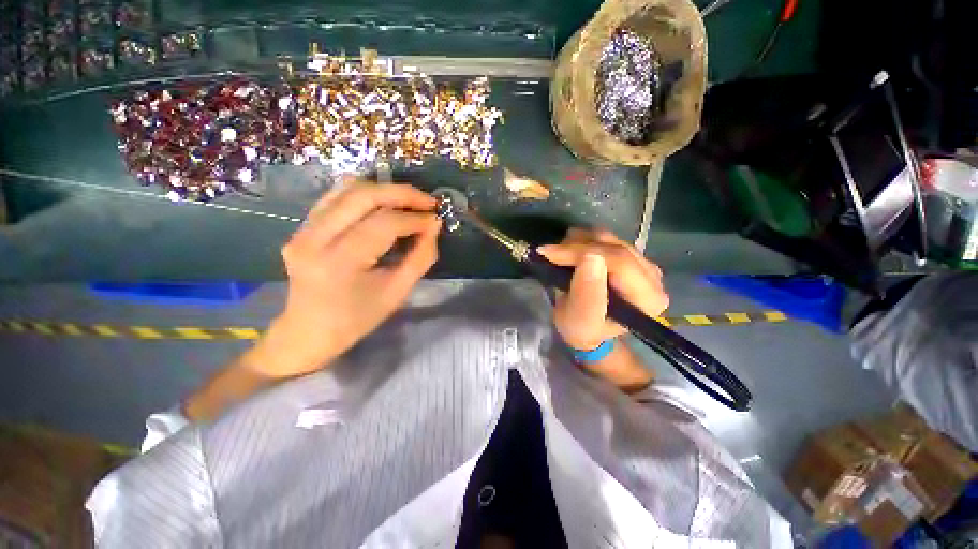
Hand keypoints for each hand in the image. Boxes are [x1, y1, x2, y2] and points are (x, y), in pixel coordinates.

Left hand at [255, 181, 440, 377]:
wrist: (308, 332)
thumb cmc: (357, 319)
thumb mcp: (397, 293)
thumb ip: (420, 258)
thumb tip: (433, 226)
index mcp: (339, 262)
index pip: (384, 224)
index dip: (415, 219)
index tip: (436, 220)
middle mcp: (314, 238)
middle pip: (363, 196)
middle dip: (402, 194)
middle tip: (428, 202)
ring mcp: (303, 229)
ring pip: (348, 189)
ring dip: (385, 190)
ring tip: (410, 201)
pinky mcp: (302, 226)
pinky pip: (336, 196)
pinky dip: (365, 194)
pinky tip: (384, 204)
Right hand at [537, 228, 668, 350]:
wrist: (585, 327)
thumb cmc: (583, 330)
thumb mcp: (580, 321)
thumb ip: (587, 295)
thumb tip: (590, 257)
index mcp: (648, 298)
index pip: (619, 261)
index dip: (582, 252)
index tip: (550, 254)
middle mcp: (653, 277)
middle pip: (613, 246)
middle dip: (576, 247)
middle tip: (549, 253)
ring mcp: (642, 262)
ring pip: (607, 238)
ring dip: (577, 243)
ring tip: (558, 255)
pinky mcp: (629, 254)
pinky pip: (604, 237)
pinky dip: (581, 240)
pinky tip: (569, 252)